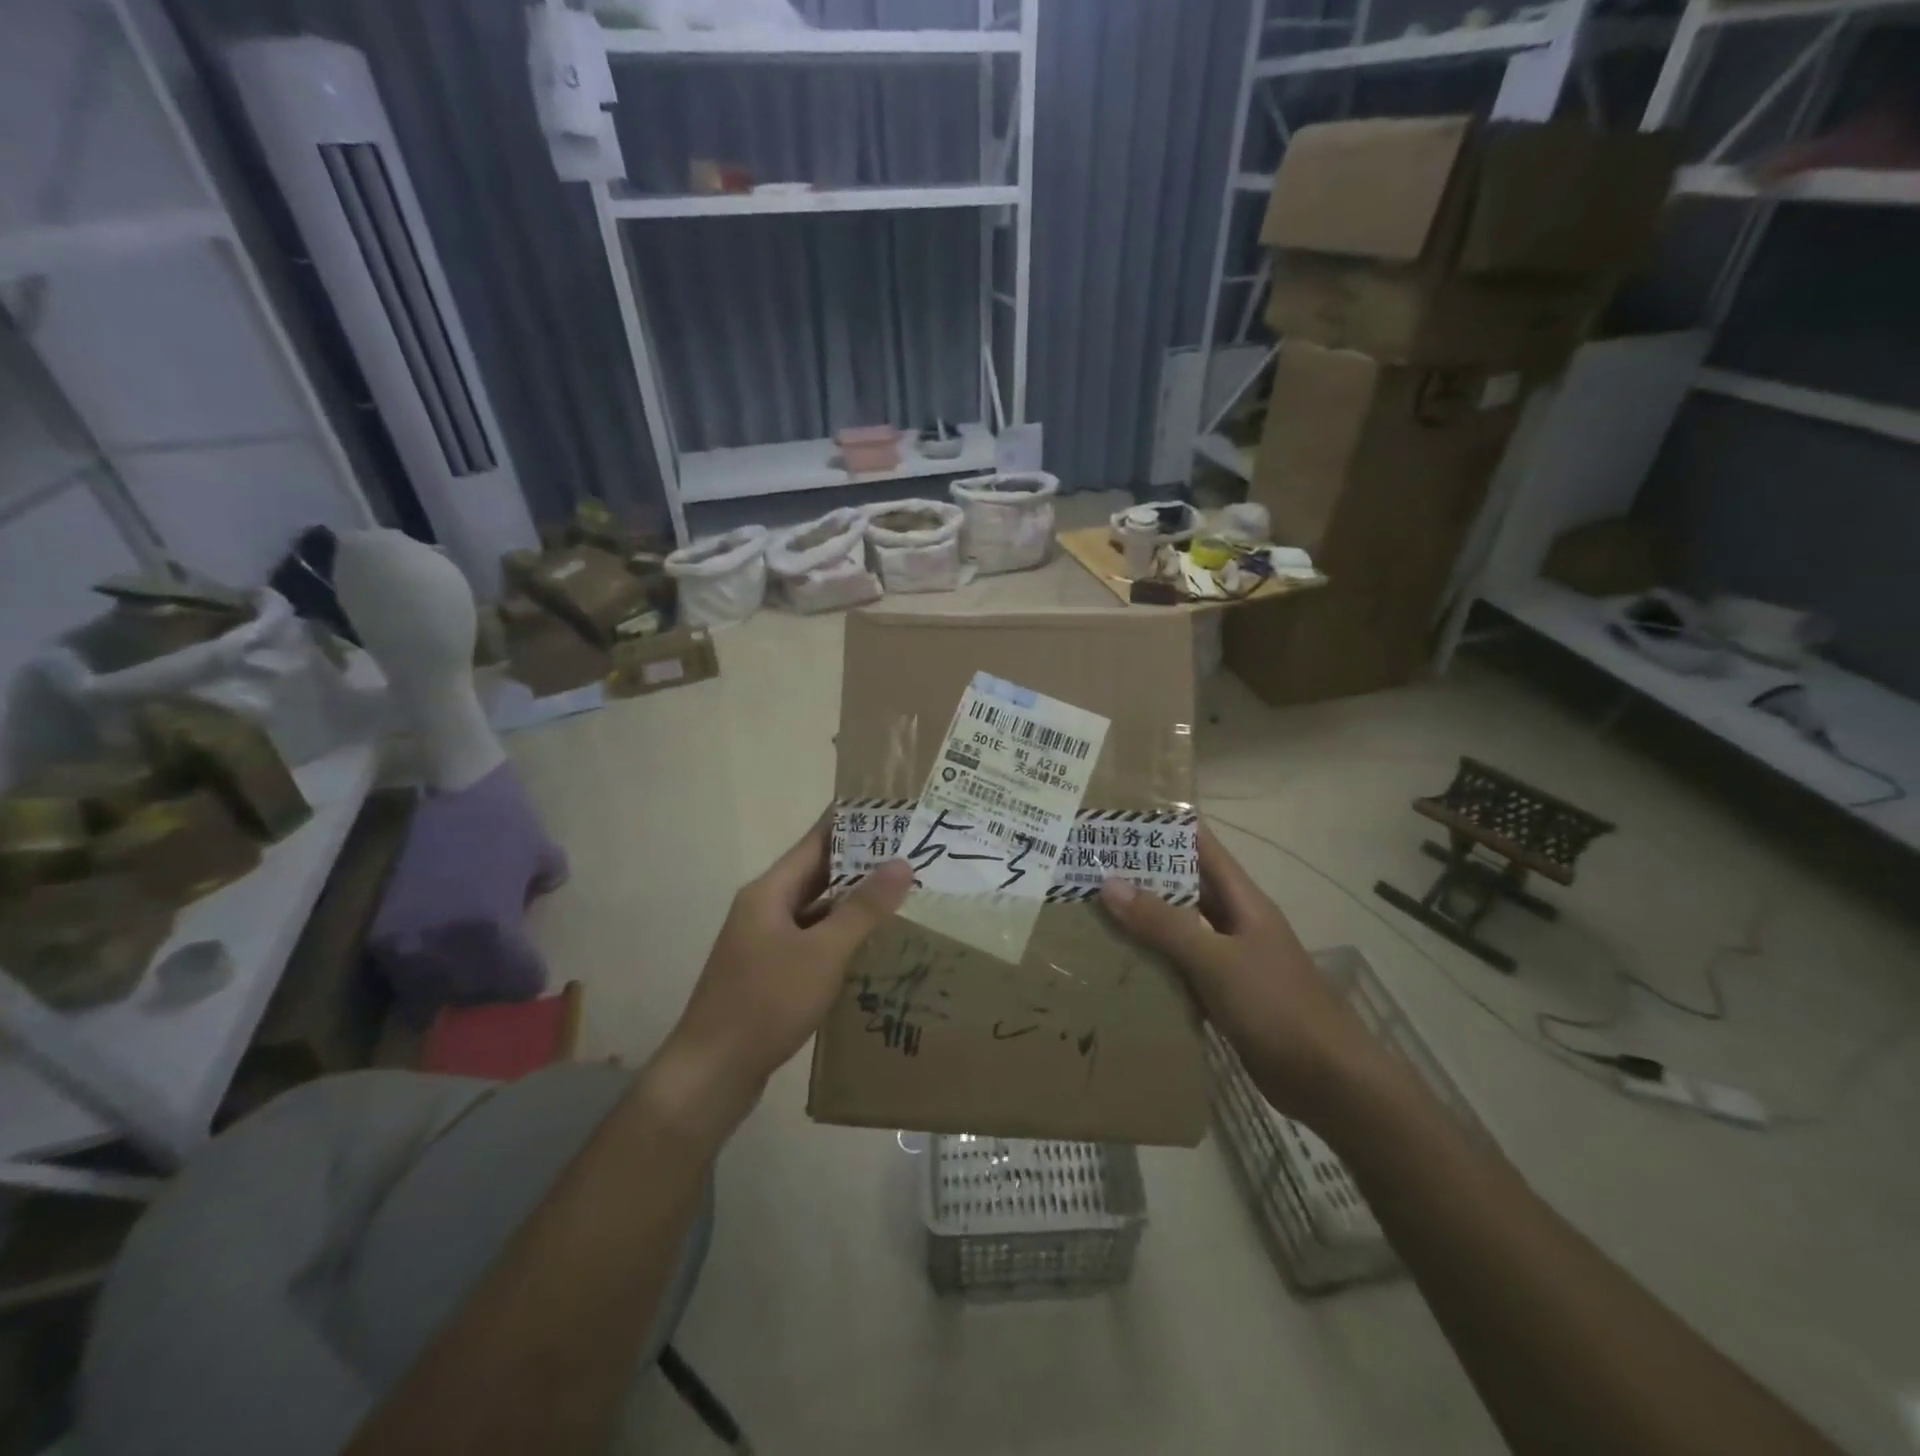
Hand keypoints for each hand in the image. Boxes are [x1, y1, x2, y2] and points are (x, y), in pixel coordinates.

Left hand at [652, 816, 912, 1131]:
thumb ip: (863, 909)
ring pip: (816, 909)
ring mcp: (764, 941)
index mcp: (769, 891)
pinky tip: (872, 943)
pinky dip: (840, 934)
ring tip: (902, 893)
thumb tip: (901, 863)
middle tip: (912, 854)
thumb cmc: (766, 1003)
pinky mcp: (769, 971)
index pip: (816, 841)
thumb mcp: (823, 953)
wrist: (711, 1073)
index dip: (853, 823)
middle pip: (817, 873)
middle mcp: (764, 908)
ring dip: (853, 901)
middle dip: (862, 863)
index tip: (893, 812)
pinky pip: (811, 939)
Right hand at [1098, 824, 1384, 1121]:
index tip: (1118, 816)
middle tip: (1088, 865)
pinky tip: (1118, 965)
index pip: (1201, 846)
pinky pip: (1180, 968)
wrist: (1331, 1083)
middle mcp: (1235, 923)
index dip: (1165, 827)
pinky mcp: (1224, 996)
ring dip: (1143, 920)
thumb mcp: (1216, 960)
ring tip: (1091, 910)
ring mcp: (1230, 960)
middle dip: (1142, 874)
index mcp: (1242, 901)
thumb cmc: (1277, 1007)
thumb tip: (1109, 883)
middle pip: (1185, 886)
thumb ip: (1163, 924)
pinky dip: (1153, 963)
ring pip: (1179, 929)